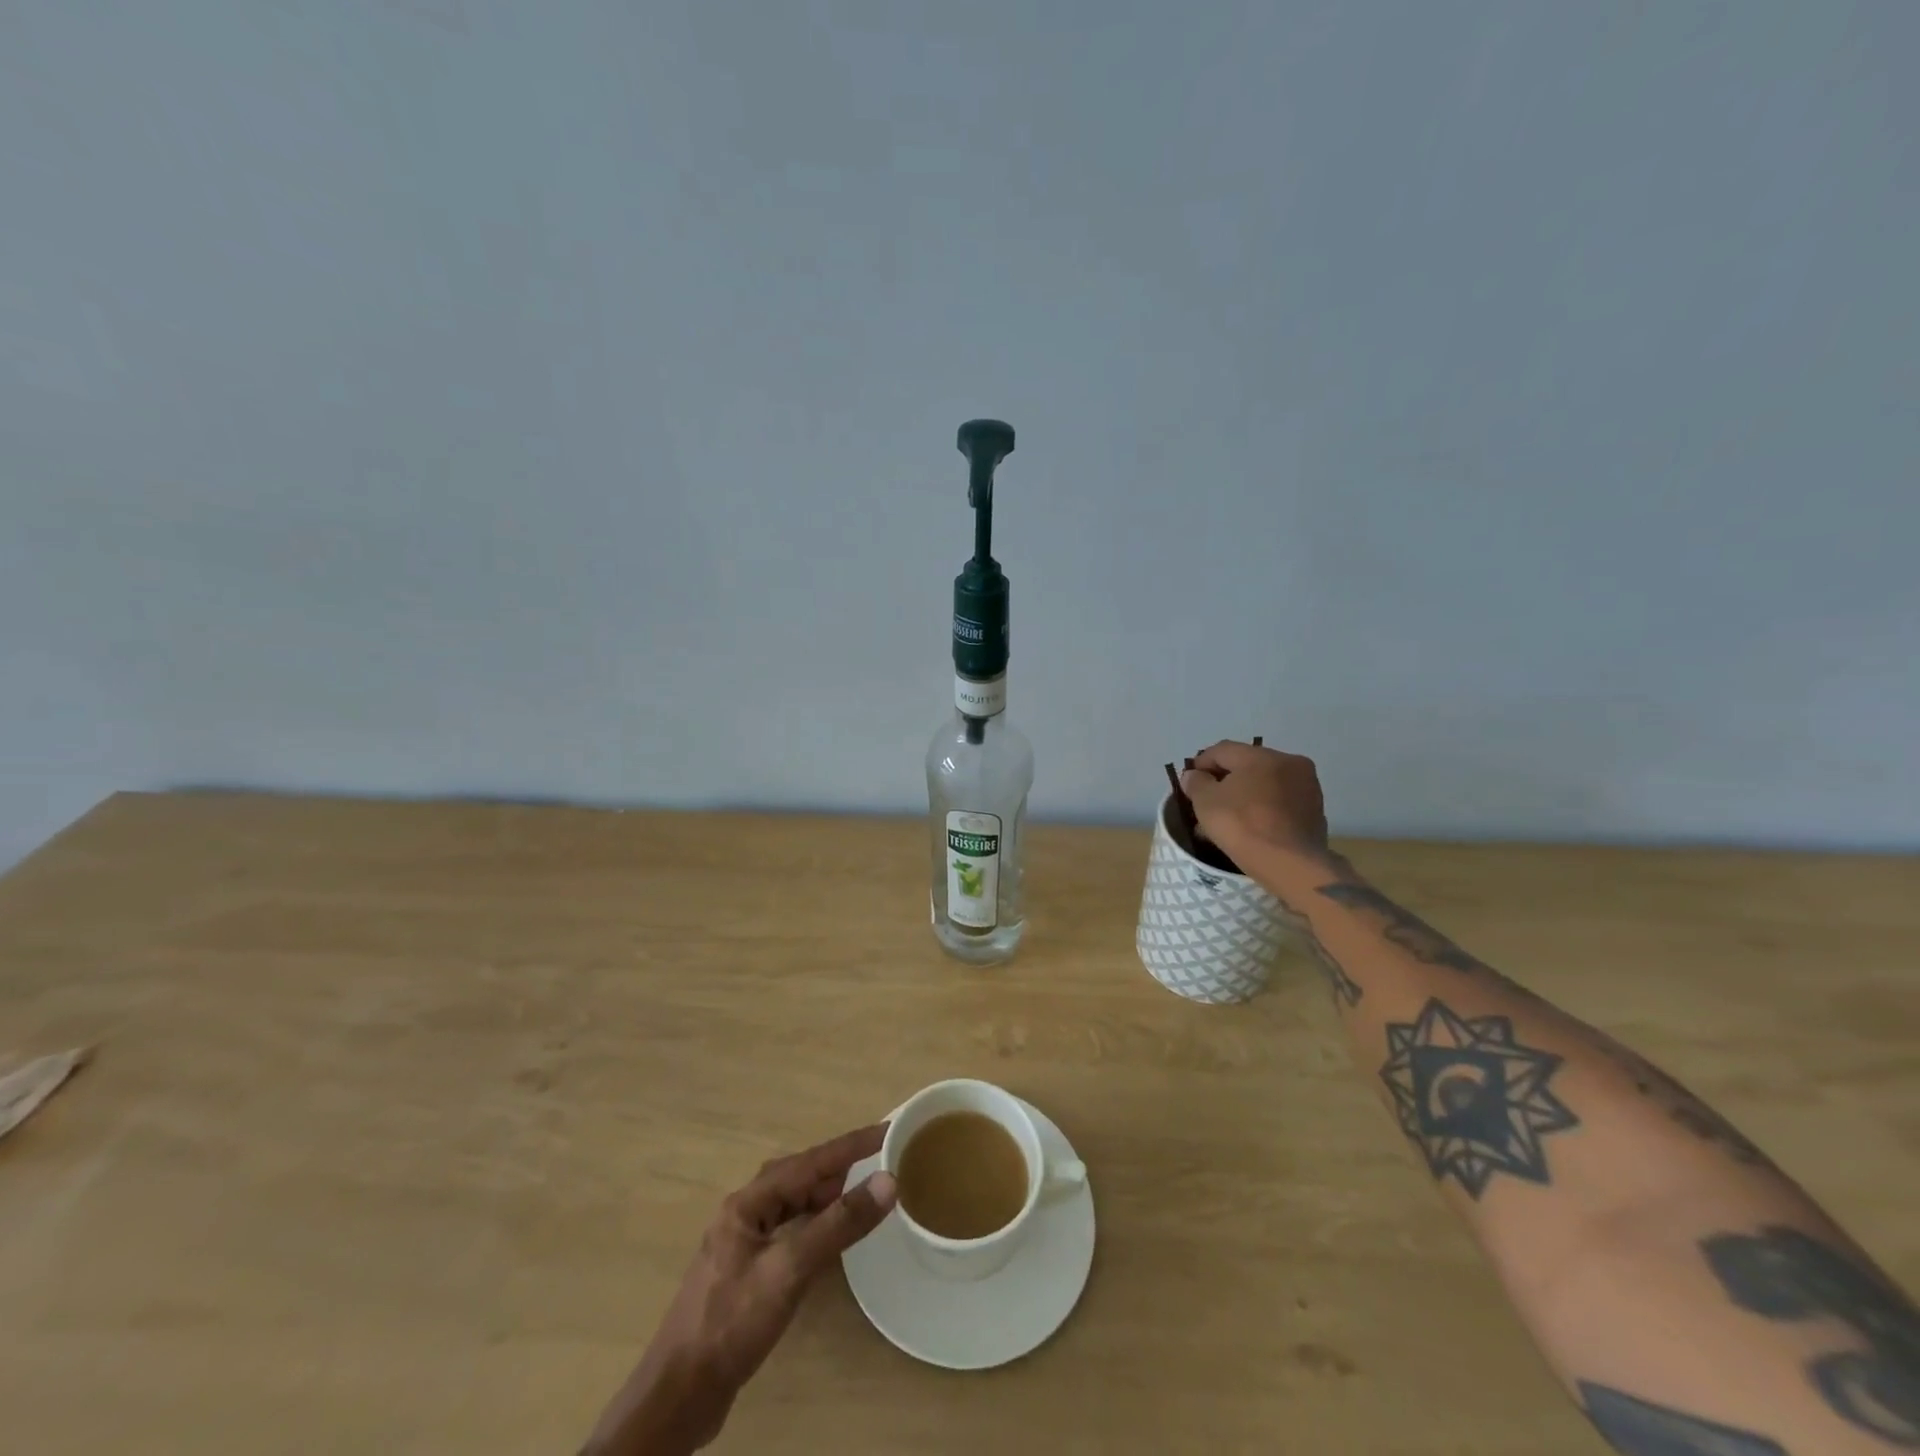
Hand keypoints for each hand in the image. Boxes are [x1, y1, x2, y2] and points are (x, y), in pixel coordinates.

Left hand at [585, 1126, 896, 1455]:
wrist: (678, 1396)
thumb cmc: (732, 1323)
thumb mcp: (789, 1270)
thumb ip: (838, 1225)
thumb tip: (887, 1181)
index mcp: (749, 1202)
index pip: (809, 1161)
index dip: (850, 1145)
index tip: (886, 1131)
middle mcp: (744, 1214)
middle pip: (798, 1177)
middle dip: (837, 1166)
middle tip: (877, 1161)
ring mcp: (742, 1244)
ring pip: (792, 1204)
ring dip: (825, 1195)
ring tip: (860, 1193)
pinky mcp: (746, 1274)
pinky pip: (788, 1231)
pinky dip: (813, 1224)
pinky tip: (828, 1238)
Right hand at [1180, 740, 1328, 859]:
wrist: (1291, 865)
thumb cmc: (1243, 826)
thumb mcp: (1206, 802)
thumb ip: (1196, 782)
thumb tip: (1195, 775)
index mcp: (1262, 756)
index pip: (1223, 750)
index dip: (1201, 763)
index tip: (1189, 782)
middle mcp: (1290, 763)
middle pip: (1247, 765)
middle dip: (1224, 780)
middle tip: (1207, 800)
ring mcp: (1307, 788)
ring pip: (1266, 784)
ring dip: (1245, 795)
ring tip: (1227, 816)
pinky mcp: (1315, 812)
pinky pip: (1281, 803)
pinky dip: (1263, 809)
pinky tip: (1251, 827)